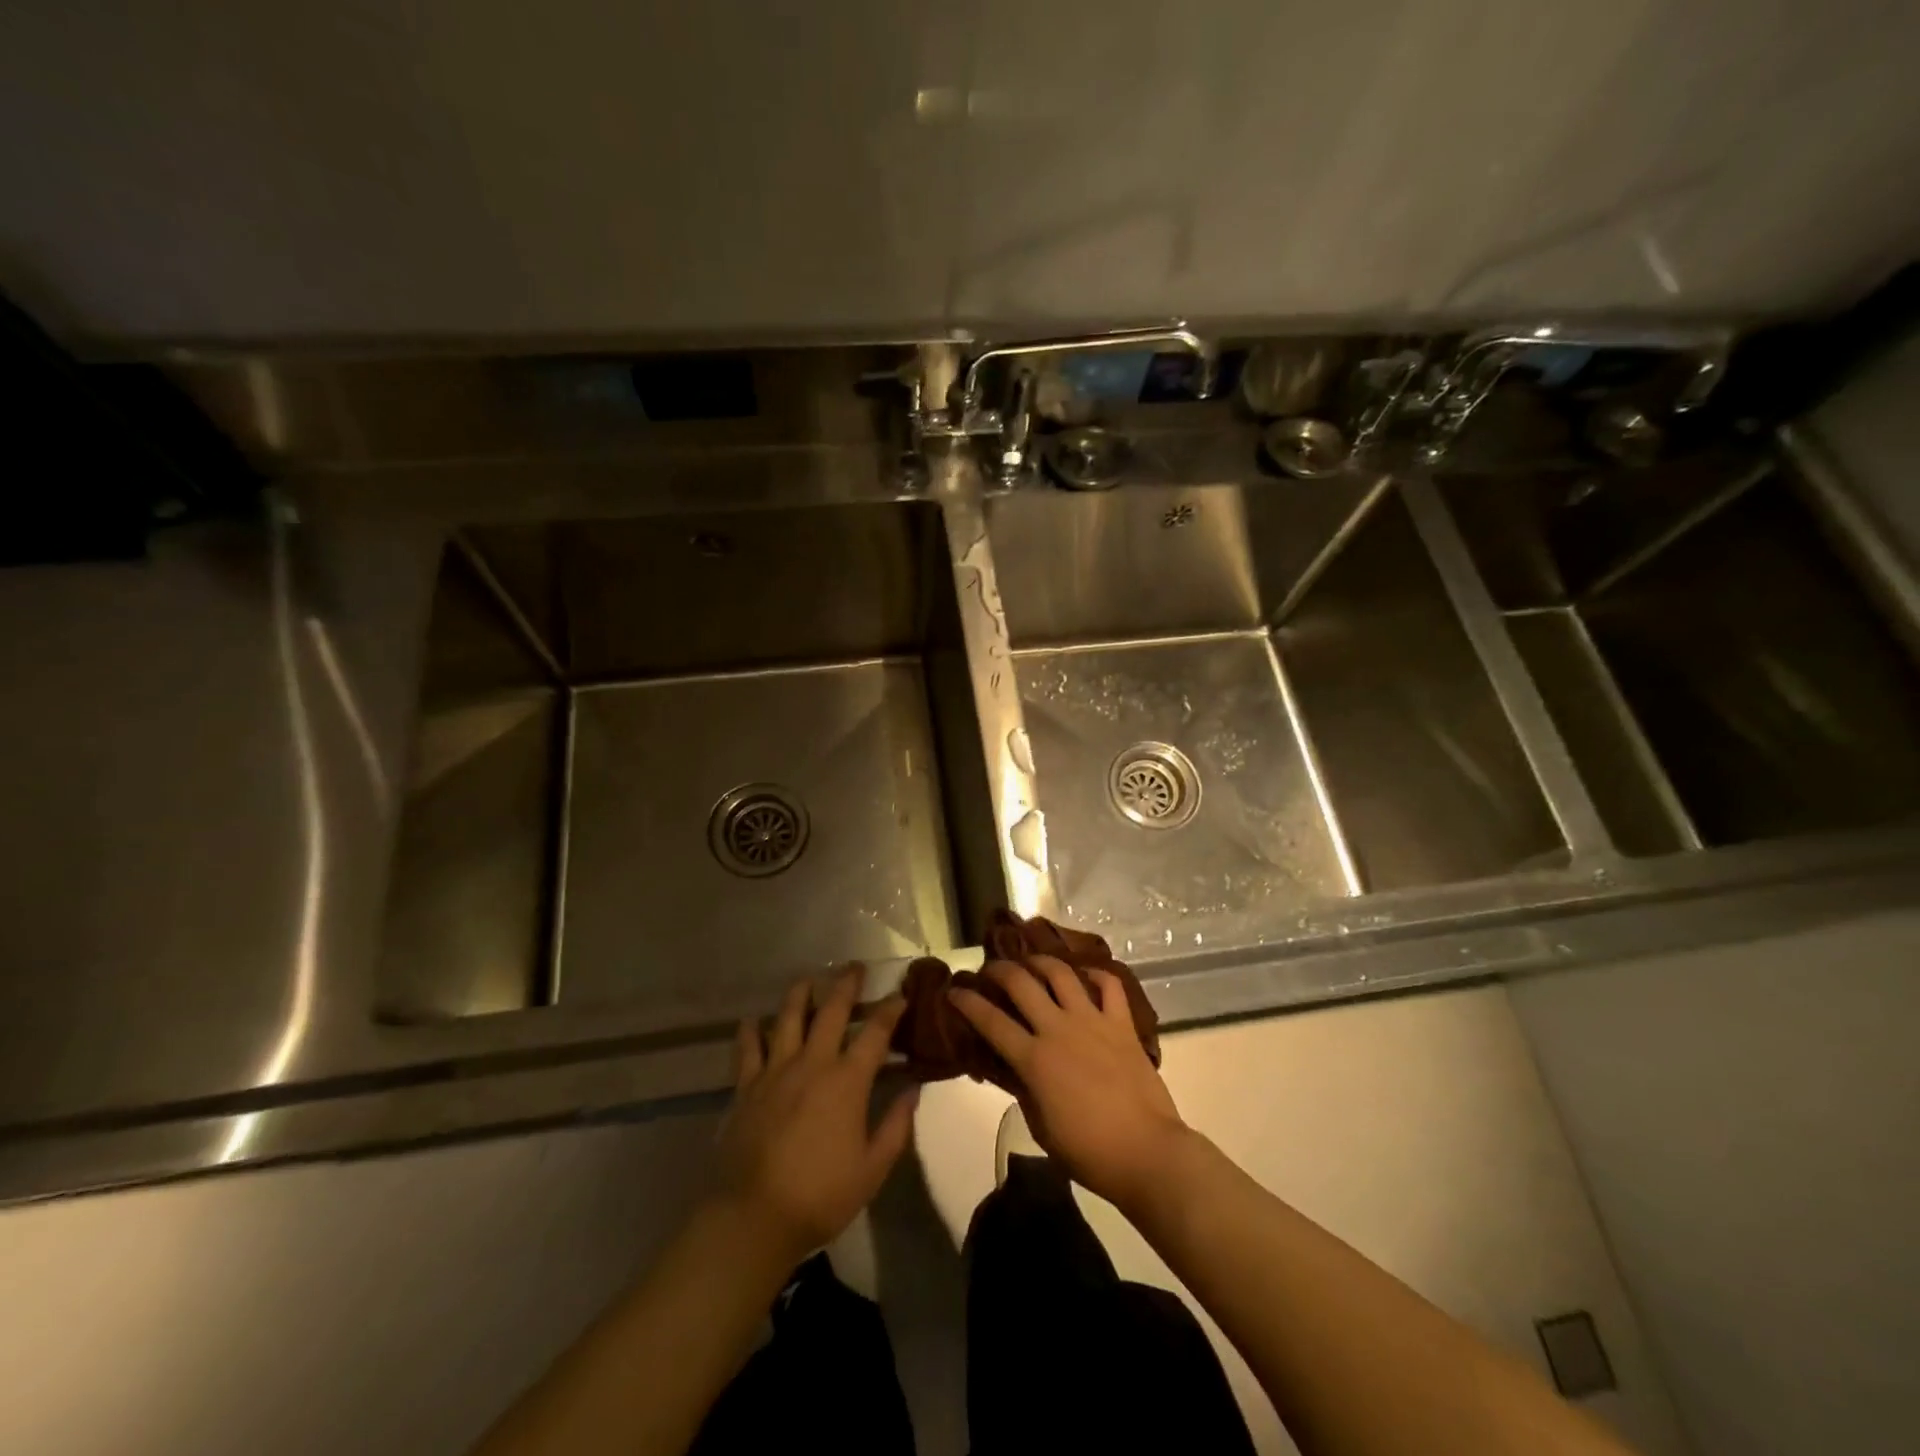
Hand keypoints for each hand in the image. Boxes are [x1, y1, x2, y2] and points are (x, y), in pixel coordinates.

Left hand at [711, 969, 916, 1264]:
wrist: (752, 1217)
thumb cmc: (820, 1196)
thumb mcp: (872, 1169)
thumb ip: (896, 1125)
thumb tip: (913, 1088)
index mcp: (847, 1081)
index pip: (875, 1032)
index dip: (890, 1009)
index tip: (900, 994)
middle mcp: (812, 1063)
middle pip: (832, 1010)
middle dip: (846, 984)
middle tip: (854, 967)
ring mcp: (775, 1071)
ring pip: (788, 1018)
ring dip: (801, 993)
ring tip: (808, 979)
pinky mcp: (745, 1087)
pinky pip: (747, 1048)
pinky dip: (750, 1030)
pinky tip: (752, 1019)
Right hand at [949, 957, 1190, 1210]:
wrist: (1146, 1152)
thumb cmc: (1089, 1152)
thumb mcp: (1041, 1127)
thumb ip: (1025, 1090)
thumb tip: (1015, 1069)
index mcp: (1034, 1059)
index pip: (990, 1021)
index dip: (967, 1002)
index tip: (954, 991)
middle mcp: (1059, 1029)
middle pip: (1021, 983)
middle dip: (999, 970)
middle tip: (990, 970)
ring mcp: (1092, 1021)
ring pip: (1061, 973)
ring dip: (1041, 961)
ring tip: (1031, 961)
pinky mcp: (1122, 1023)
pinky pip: (1109, 985)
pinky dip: (1096, 974)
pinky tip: (1086, 974)